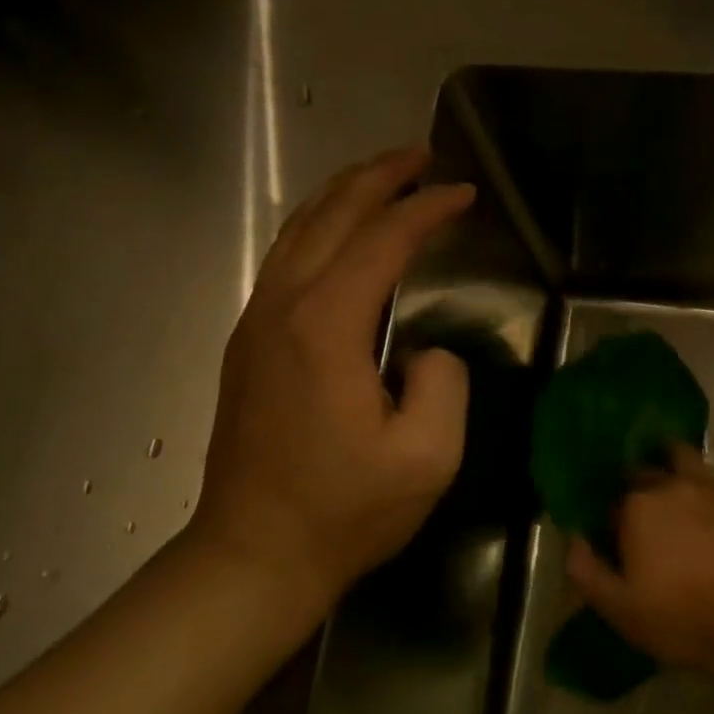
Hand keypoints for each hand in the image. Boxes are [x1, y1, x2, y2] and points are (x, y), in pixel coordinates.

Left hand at [190, 148, 474, 595]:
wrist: (255, 555)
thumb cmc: (346, 511)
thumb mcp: (428, 457)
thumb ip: (443, 384)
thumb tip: (421, 352)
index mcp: (325, 328)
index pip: (382, 241)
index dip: (426, 210)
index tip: (464, 195)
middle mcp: (282, 308)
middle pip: (329, 216)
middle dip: (378, 177)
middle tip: (422, 158)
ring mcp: (255, 324)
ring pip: (298, 232)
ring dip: (343, 196)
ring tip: (385, 179)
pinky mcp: (248, 345)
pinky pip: (284, 260)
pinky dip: (319, 229)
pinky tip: (341, 235)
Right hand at [565, 438, 713, 677]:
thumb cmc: (679, 618)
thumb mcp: (617, 607)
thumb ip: (585, 570)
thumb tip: (572, 538)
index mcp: (634, 509)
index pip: (611, 502)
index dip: (610, 518)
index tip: (613, 538)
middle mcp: (667, 485)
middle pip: (642, 472)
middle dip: (634, 484)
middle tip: (635, 506)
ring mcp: (707, 485)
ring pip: (681, 452)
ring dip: (668, 453)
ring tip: (663, 460)